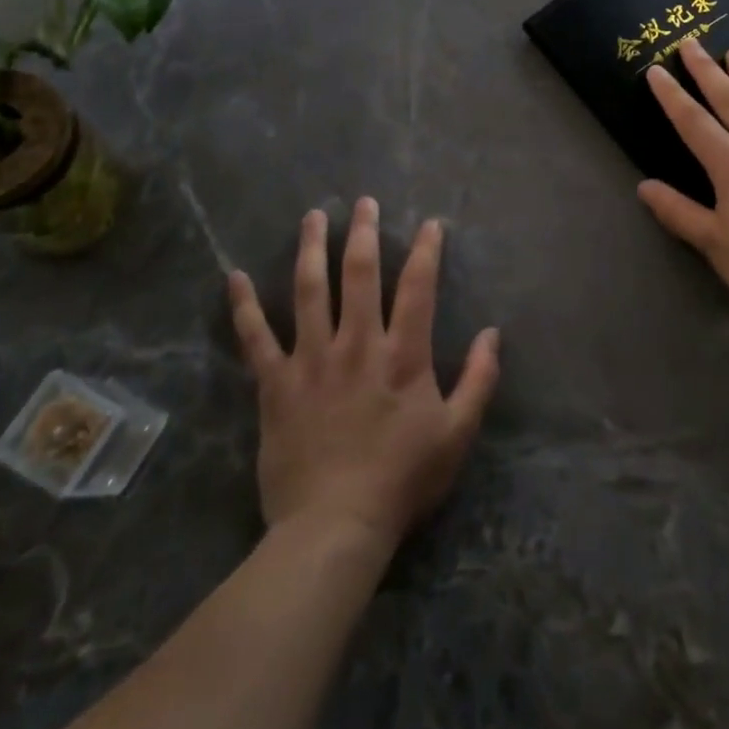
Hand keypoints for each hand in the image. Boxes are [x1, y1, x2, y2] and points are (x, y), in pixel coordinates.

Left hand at [228, 199, 500, 555]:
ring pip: (309, 291)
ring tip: (312, 216)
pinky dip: (244, 306)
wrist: (335, 527)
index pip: (417, 288)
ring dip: (311, 249)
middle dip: (363, 233)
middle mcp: (356, 344)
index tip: (429, 224)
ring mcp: (311, 360)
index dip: (425, 251)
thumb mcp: (457, 435)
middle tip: (363, 202)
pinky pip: (255, 338)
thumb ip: (479, 380)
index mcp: (402, 355)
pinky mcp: (275, 384)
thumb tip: (493, 334)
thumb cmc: (402, 480)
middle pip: (359, 274)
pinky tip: (234, 276)